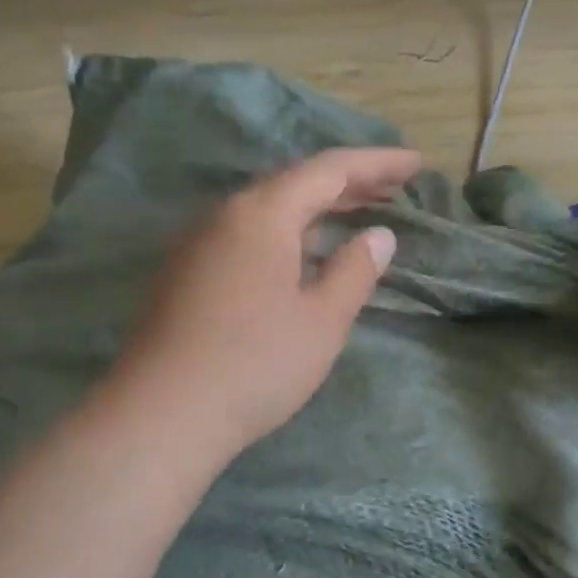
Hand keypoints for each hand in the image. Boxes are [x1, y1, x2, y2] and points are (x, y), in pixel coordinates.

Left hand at [108, 147, 420, 458]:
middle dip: (349, 183)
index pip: (330, 170)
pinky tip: (302, 255)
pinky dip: (287, 233)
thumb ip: (354, 271)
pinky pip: (248, 235)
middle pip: (296, 183)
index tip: (416, 163)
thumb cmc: (255, 364)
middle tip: (395, 187)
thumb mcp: (322, 320)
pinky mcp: (186, 274)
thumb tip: (377, 235)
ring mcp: (199, 244)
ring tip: (357, 213)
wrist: (161, 414)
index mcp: (262, 213)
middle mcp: (225, 215)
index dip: (377, 164)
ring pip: (269, 210)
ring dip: (316, 208)